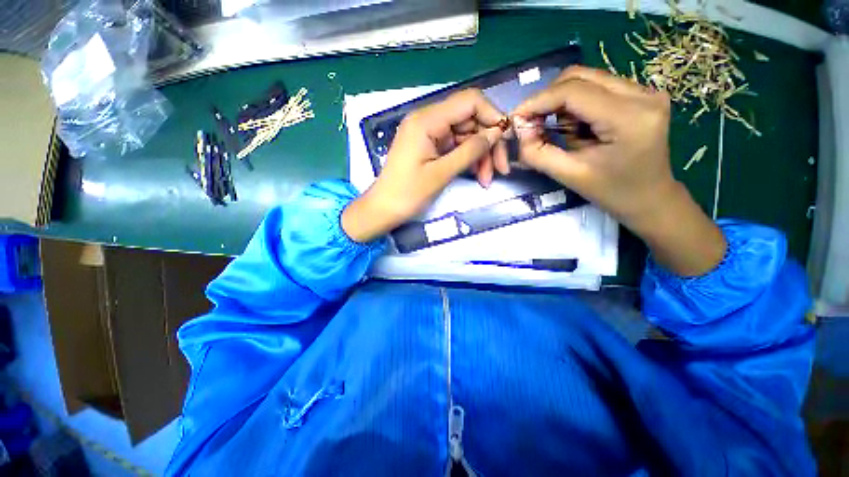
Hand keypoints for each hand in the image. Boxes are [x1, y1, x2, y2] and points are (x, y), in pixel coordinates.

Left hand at [342, 89, 507, 242]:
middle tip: (500, 169)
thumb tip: (496, 133)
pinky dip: (468, 160)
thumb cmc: (407, 194)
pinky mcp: (430, 147)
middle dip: (488, 143)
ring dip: (480, 155)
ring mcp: (429, 134)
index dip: (492, 116)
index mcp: (426, 120)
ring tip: (486, 180)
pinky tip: (477, 175)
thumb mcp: (441, 174)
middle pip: (470, 120)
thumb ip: (470, 151)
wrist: (383, 209)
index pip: (469, 101)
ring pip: (465, 136)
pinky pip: (456, 147)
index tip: (505, 140)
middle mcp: (428, 121)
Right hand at [513, 66, 725, 275]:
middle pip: (580, 76)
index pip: (573, 91)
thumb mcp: (569, 176)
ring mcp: (645, 91)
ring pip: (587, 79)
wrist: (650, 198)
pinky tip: (578, 127)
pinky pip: (597, 87)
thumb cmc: (611, 192)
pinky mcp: (642, 94)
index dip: (538, 101)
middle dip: (549, 99)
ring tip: (562, 132)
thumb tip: (519, 129)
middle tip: (533, 124)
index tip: (516, 118)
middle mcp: (643, 94)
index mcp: (629, 117)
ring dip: (563, 103)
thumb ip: (538, 153)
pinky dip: (576, 105)